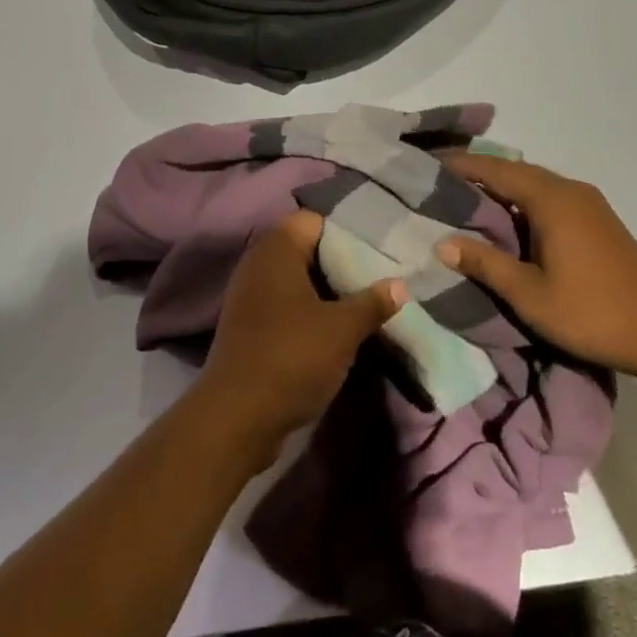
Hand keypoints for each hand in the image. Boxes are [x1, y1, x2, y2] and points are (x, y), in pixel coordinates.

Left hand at [196, 211, 406, 463]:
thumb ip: (372, 302)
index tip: (379, 247)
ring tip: (367, 302)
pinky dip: (310, 311)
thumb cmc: (292, 357)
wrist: (237, 417)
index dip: (346, 230)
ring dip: (328, 290)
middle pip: (306, 249)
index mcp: (276, 249)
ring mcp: (250, 296)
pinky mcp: (249, 325)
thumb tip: (400, 284)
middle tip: (380, 275)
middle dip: (342, 262)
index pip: (314, 220)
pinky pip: (286, 304)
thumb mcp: (342, 329)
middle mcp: (258, 264)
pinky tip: (338, 328)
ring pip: (298, 280)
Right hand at [437, 154, 636, 379]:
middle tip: (438, 179)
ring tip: (463, 195)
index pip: (494, 169)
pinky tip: (506, 216)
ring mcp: (588, 203)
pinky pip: (549, 195)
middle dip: (476, 171)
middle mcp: (569, 190)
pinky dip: (520, 197)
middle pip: (514, 170)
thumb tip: (441, 243)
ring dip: (500, 184)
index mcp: (551, 199)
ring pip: (533, 182)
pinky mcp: (598, 220)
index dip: (459, 165)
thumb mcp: (529, 294)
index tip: (426, 163)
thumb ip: (484, 264)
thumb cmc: (593, 313)